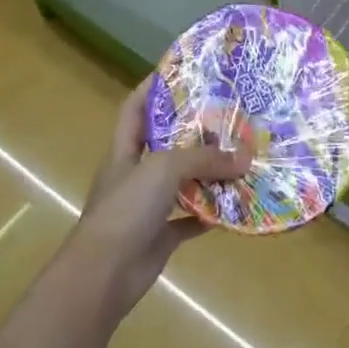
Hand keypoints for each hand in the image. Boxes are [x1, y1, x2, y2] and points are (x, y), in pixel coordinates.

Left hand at [63, 78, 248, 317]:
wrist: (103, 275)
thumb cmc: (126, 210)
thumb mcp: (164, 169)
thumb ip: (204, 159)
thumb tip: (245, 157)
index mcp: (125, 151)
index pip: (135, 108)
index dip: (152, 87)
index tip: (180, 71)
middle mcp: (135, 174)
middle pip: (165, 143)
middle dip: (193, 129)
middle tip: (227, 113)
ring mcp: (147, 206)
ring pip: (182, 181)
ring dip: (208, 172)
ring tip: (240, 154)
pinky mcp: (160, 235)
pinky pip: (191, 217)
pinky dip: (212, 212)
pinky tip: (236, 203)